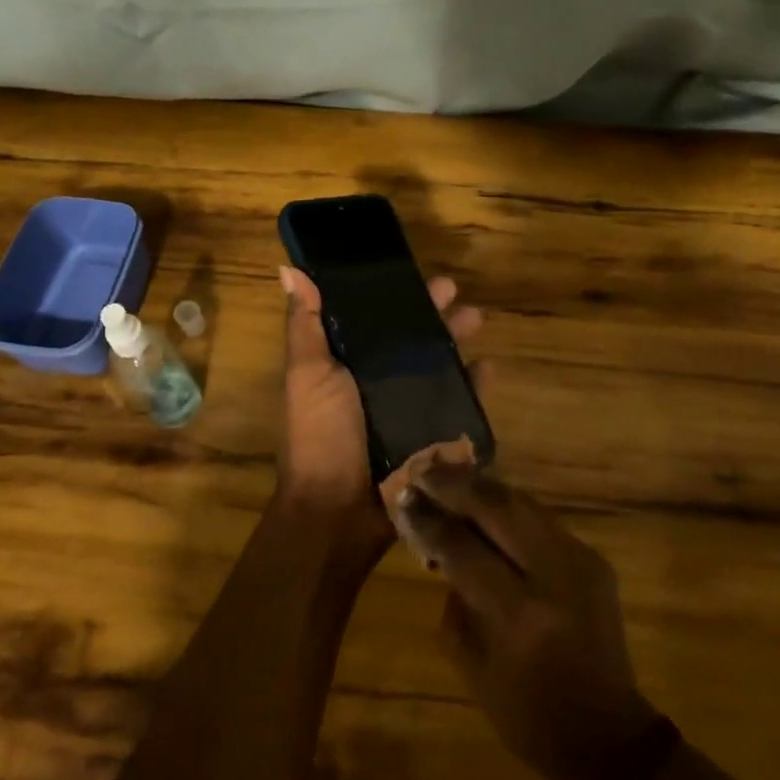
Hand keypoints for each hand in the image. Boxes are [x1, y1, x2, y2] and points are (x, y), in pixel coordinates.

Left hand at [276, 265, 481, 556]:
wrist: (338, 510)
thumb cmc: (319, 434)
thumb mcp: (307, 373)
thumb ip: (305, 324)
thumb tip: (290, 269)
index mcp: (347, 363)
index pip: (374, 320)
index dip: (393, 296)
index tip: (411, 272)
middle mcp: (379, 382)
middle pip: (411, 339)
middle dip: (432, 313)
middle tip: (453, 289)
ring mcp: (409, 410)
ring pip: (439, 365)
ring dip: (456, 339)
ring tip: (476, 318)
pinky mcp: (432, 436)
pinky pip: (460, 405)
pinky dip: (476, 386)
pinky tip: (489, 367)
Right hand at [407, 463, 658, 779]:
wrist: (609, 736)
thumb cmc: (529, 716)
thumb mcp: (474, 667)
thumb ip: (455, 600)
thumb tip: (438, 544)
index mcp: (519, 615)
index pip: (463, 549)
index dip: (429, 520)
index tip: (403, 497)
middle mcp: (554, 576)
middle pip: (498, 508)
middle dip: (455, 484)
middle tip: (423, 471)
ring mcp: (580, 561)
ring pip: (523, 503)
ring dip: (482, 486)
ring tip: (449, 476)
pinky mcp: (593, 557)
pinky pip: (541, 519)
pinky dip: (508, 506)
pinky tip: (485, 501)